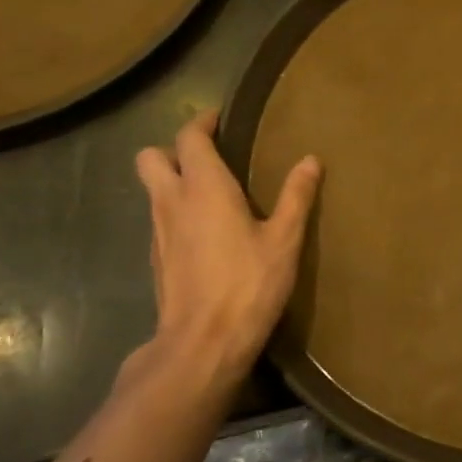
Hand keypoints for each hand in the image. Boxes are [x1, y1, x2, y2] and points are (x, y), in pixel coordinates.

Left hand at [123, 110, 320, 391]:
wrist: (203, 342)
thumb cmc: (248, 284)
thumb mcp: (284, 240)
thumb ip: (296, 197)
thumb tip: (310, 160)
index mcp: (203, 188)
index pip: (189, 137)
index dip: (202, 122)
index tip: (219, 118)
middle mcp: (171, 202)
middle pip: (150, 157)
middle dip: (173, 149)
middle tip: (208, 157)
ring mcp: (158, 232)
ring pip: (153, 190)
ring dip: (174, 182)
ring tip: (212, 194)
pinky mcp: (156, 260)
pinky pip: (160, 220)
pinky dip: (176, 213)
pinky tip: (205, 234)